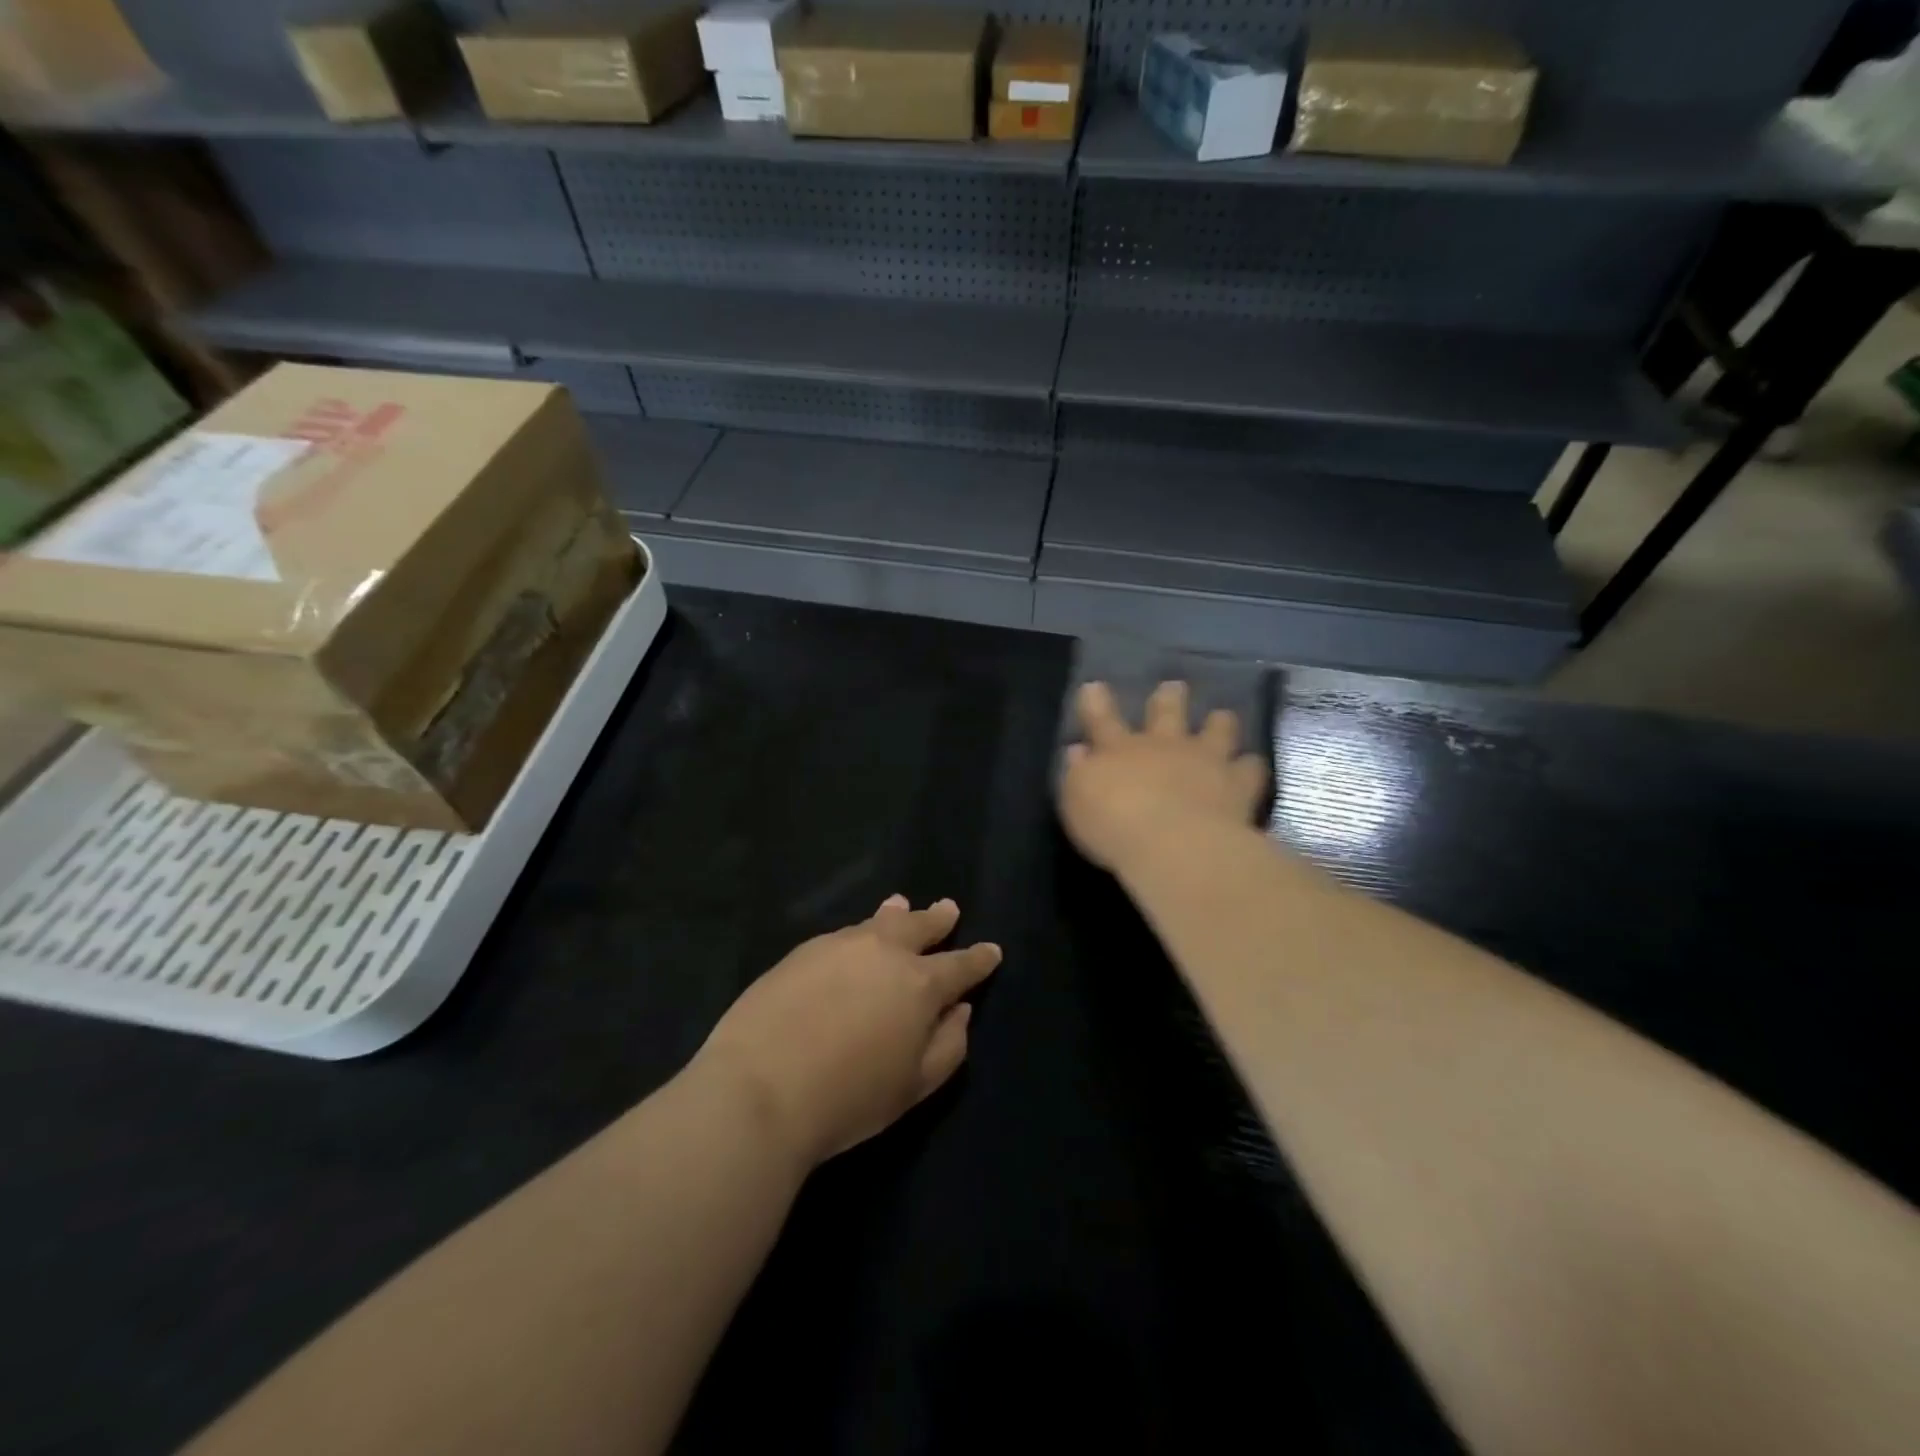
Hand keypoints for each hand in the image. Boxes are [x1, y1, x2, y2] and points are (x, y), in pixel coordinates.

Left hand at [693, 897, 1000, 1168]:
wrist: (760, 1087)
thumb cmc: (848, 1097)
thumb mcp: (914, 1086)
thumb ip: (948, 1045)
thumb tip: (960, 1010)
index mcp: (920, 984)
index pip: (960, 965)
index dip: (979, 959)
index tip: (992, 950)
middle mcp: (884, 952)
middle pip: (919, 927)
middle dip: (938, 919)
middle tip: (949, 909)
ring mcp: (840, 945)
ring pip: (878, 922)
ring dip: (896, 914)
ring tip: (901, 904)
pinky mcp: (802, 951)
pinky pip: (843, 934)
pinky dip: (859, 932)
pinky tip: (854, 940)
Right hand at [1060, 680, 1267, 872]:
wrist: (1176, 845)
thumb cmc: (1114, 825)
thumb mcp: (1077, 801)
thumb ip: (1078, 774)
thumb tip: (1077, 752)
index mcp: (1119, 749)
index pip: (1102, 718)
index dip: (1096, 702)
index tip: (1095, 687)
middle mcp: (1164, 746)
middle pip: (1167, 712)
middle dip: (1169, 699)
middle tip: (1174, 688)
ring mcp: (1205, 760)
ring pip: (1217, 729)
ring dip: (1219, 723)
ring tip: (1223, 718)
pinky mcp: (1239, 784)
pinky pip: (1251, 768)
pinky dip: (1250, 766)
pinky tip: (1251, 767)